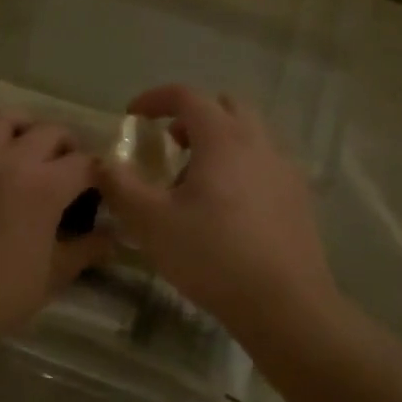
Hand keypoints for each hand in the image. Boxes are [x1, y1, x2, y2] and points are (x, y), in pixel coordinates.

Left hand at [0, 104, 114, 333]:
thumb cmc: (6, 291)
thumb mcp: (57, 272)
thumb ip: (88, 248)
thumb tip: (113, 235)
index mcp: (45, 186)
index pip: (84, 164)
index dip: (99, 173)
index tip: (102, 186)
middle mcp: (13, 161)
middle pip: (50, 132)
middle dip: (68, 145)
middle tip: (69, 167)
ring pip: (5, 118)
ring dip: (25, 125)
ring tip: (30, 143)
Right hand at [93, 85, 337, 332]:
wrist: (285, 305)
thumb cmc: (212, 256)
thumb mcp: (151, 222)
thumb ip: (120, 186)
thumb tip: (103, 163)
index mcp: (223, 138)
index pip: (187, 96)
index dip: (155, 99)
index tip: (133, 115)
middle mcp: (258, 142)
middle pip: (225, 106)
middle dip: (192, 116)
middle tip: (169, 145)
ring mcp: (284, 169)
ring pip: (249, 135)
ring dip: (218, 141)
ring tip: (194, 181)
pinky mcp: (299, 198)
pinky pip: (265, 163)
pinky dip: (241, 166)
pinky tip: (227, 207)